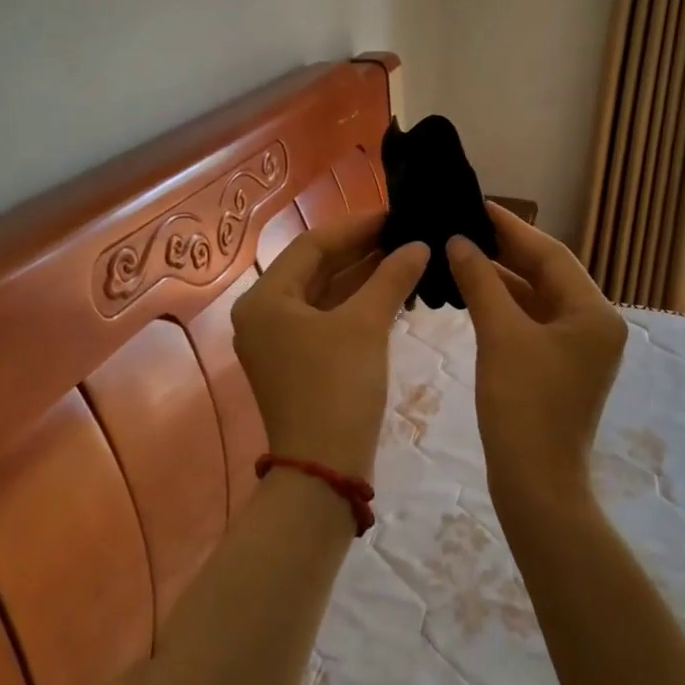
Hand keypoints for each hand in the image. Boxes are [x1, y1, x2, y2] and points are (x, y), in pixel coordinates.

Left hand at [232, 211, 427, 480]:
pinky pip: (329, 318)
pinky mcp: (299, 361)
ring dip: (364, 276)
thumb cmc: (338, 388)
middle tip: (406, 234)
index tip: (396, 215)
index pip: (313, 245)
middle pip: (317, 267)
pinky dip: (359, 303)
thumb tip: (419, 245)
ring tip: (407, 256)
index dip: (357, 227)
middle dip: (362, 250)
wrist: (325, 469)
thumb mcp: (366, 326)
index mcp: (265, 299)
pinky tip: (393, 291)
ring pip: (325, 294)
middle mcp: (264, 314)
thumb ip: (391, 278)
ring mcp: (280, 340)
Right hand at [447, 203, 626, 518]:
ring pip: (537, 299)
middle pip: (546, 274)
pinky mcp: (559, 367)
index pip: (550, 254)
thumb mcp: (500, 335)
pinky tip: (472, 292)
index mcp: (594, 312)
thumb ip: (480, 281)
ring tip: (460, 252)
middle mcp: (594, 324)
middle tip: (463, 225)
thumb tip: (458, 241)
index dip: (511, 228)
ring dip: (501, 278)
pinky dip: (503, 306)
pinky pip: (531, 322)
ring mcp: (578, 348)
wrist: (536, 485)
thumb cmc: (523, 406)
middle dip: (505, 251)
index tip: (476, 204)